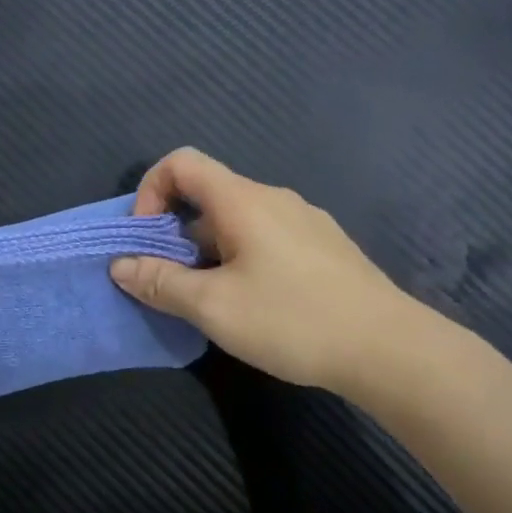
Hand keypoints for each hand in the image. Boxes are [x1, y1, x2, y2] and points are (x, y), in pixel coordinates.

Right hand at [110, 148, 428, 400]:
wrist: (391, 350)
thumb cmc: (293, 319)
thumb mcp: (213, 307)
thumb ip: (160, 282)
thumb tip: (120, 265)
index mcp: (242, 200)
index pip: (181, 162)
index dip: (150, 191)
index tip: (147, 239)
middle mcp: (273, 198)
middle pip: (207, 195)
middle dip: (175, 233)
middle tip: (173, 282)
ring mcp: (304, 221)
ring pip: (236, 221)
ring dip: (207, 252)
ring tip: (213, 302)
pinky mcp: (324, 247)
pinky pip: (265, 238)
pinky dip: (240, 259)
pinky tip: (256, 306)